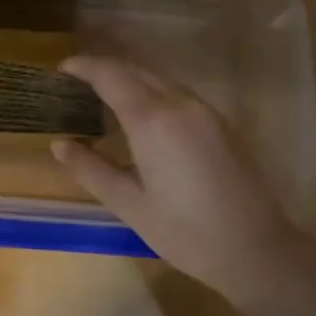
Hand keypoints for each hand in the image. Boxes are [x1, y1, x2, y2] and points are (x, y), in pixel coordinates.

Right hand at [53, 54, 315, 292]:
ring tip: (105, 96)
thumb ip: (91, 169)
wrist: (256, 249)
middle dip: (105, 68)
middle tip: (77, 80)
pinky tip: (143, 115)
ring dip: (130, 78)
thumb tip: (59, 144)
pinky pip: (178, 93)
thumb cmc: (185, 232)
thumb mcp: (129, 204)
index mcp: (152, 120)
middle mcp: (180, 104)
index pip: (111, 75)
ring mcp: (206, 111)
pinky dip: (152, 92)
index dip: (84, 66)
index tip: (62, 69)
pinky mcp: (222, 123)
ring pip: (160, 79)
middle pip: (136, 70)